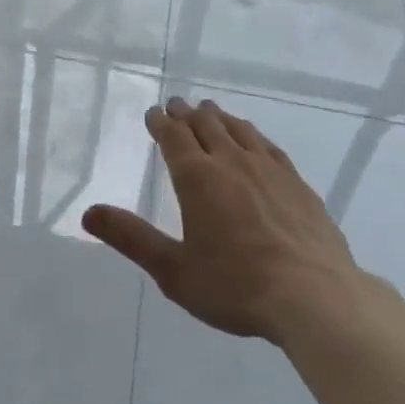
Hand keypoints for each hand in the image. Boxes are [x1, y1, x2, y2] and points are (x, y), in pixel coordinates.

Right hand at [82, 97, 365, 344]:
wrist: (316, 298)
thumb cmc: (237, 287)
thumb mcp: (174, 271)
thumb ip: (131, 238)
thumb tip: (88, 212)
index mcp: (197, 177)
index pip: (173, 135)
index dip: (161, 121)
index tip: (154, 113)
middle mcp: (231, 161)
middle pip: (205, 124)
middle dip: (186, 113)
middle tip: (176, 106)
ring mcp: (268, 168)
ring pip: (237, 128)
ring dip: (218, 117)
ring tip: (209, 111)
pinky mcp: (296, 182)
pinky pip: (267, 145)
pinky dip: (251, 133)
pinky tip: (253, 139)